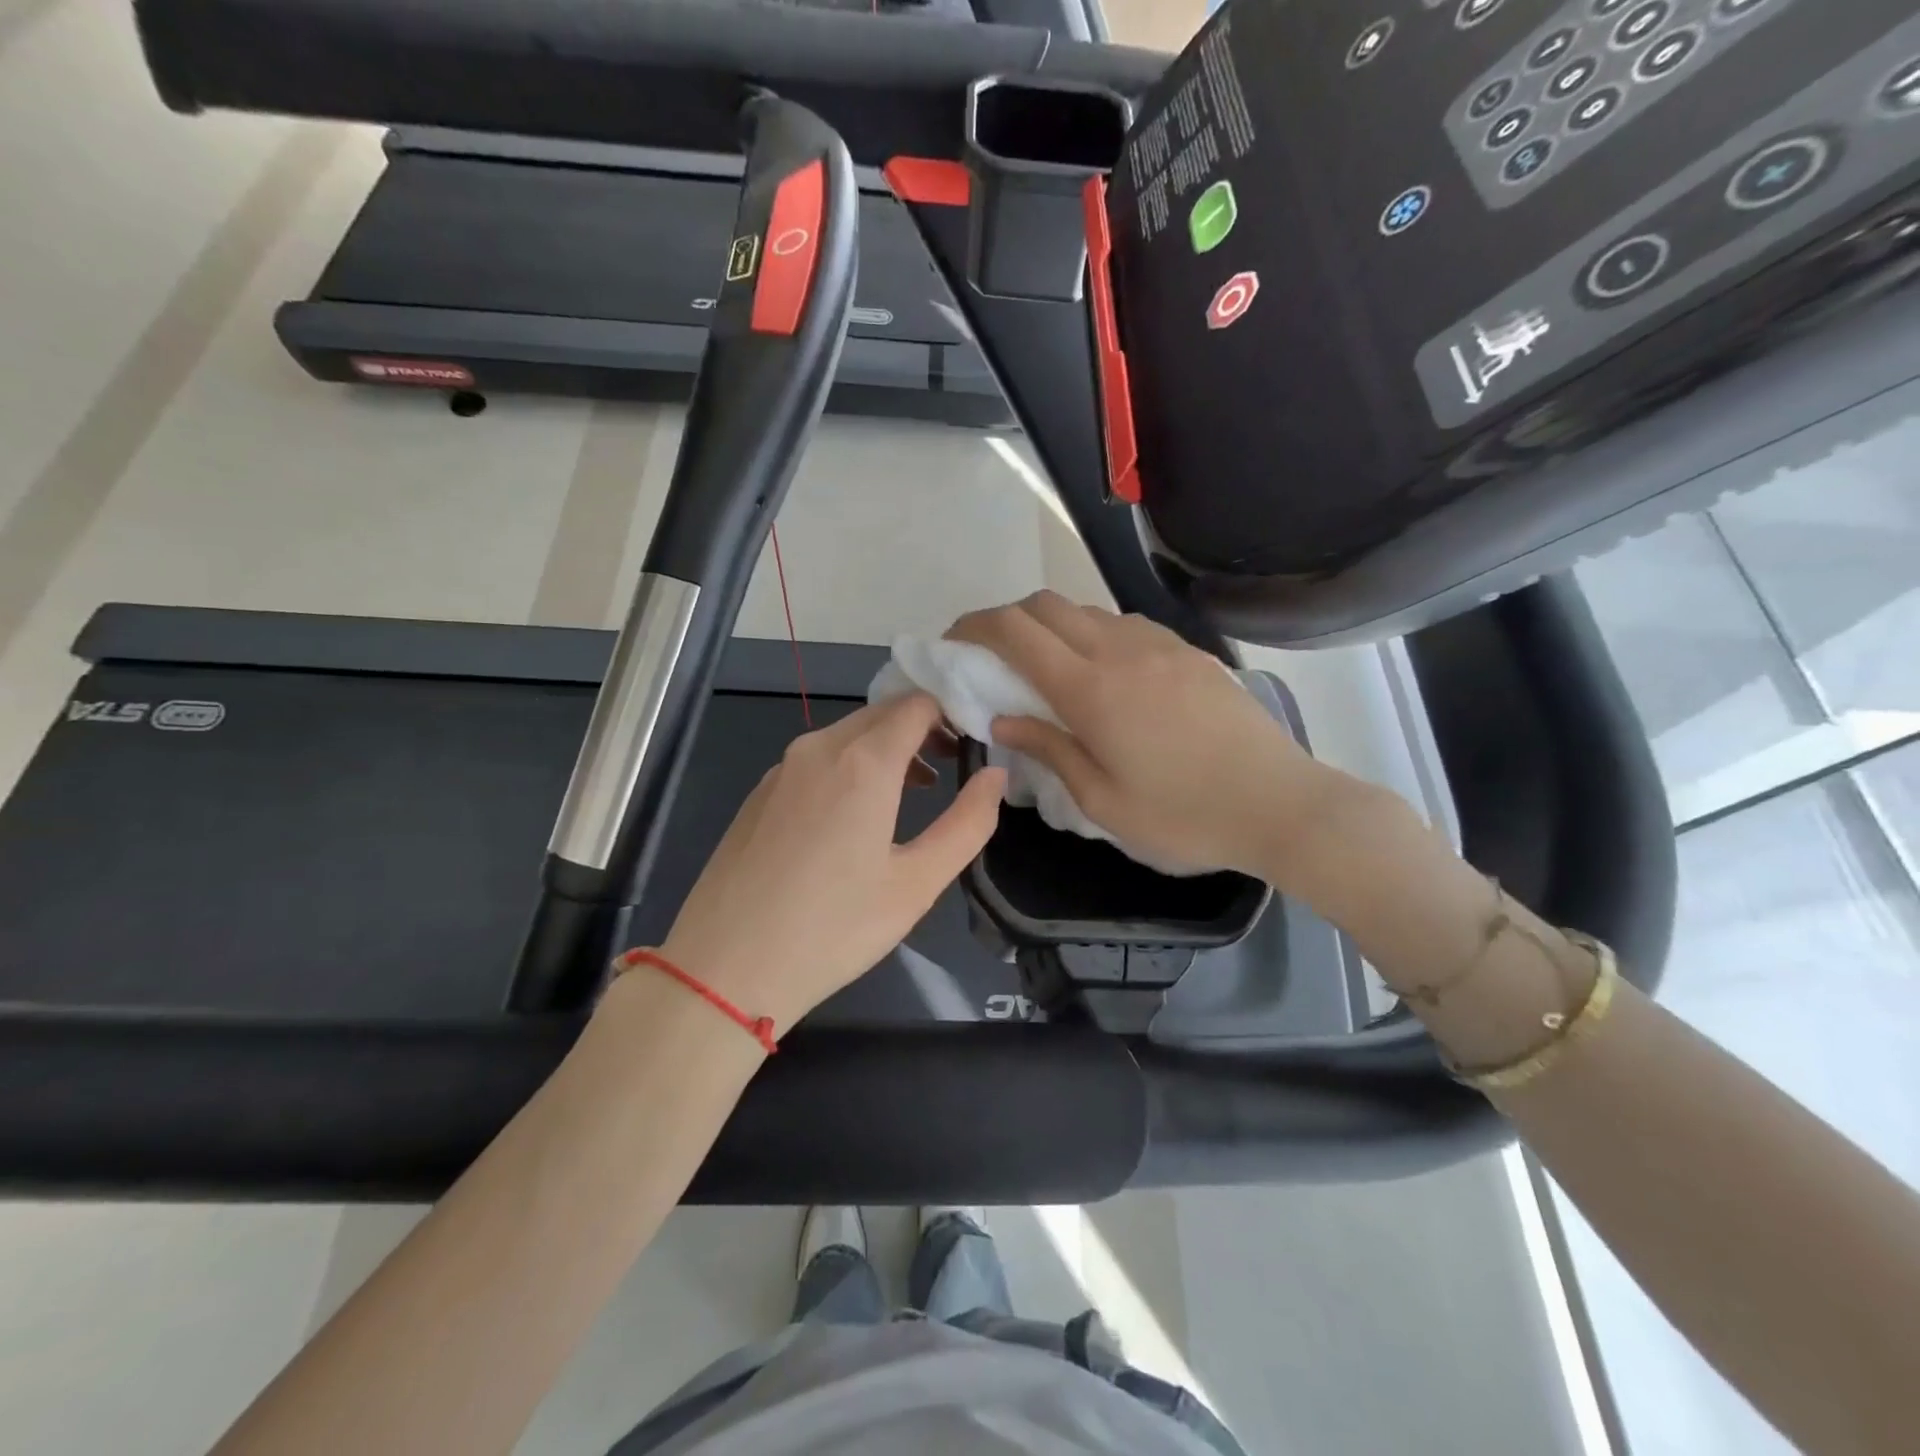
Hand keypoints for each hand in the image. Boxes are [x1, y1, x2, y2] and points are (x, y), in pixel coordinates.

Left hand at [657, 694, 1004, 1033]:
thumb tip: (995, 775)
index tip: (975, 741)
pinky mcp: (759, 792)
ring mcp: (782, 768)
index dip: (953, 712)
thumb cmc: (833, 928)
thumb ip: (968, 822)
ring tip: (915, 792)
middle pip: (882, 713)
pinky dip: (850, 766)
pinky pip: (816, 759)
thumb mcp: (917, 883)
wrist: (724, 967)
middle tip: (953, 764)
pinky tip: (854, 816)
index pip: (918, 704)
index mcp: (863, 761)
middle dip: (923, 728)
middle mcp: (819, 748)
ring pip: (847, 734)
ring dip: (887, 748)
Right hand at [947, 592, 1350, 884]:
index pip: (1015, 631)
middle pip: (1046, 604)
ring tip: (1047, 668)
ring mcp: (1159, 645)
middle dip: (1007, 619)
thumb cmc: (1183, 815)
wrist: (1280, 805)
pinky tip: (1104, 674)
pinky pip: (1124, 624)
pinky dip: (1093, 633)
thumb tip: (1001, 720)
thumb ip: (1048, 749)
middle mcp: (1120, 650)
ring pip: (1086, 610)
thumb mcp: (1102, 799)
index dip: (975, 626)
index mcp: (1090, 689)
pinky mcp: (1188, 651)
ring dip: (1052, 626)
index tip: (955, 642)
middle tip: (994, 657)